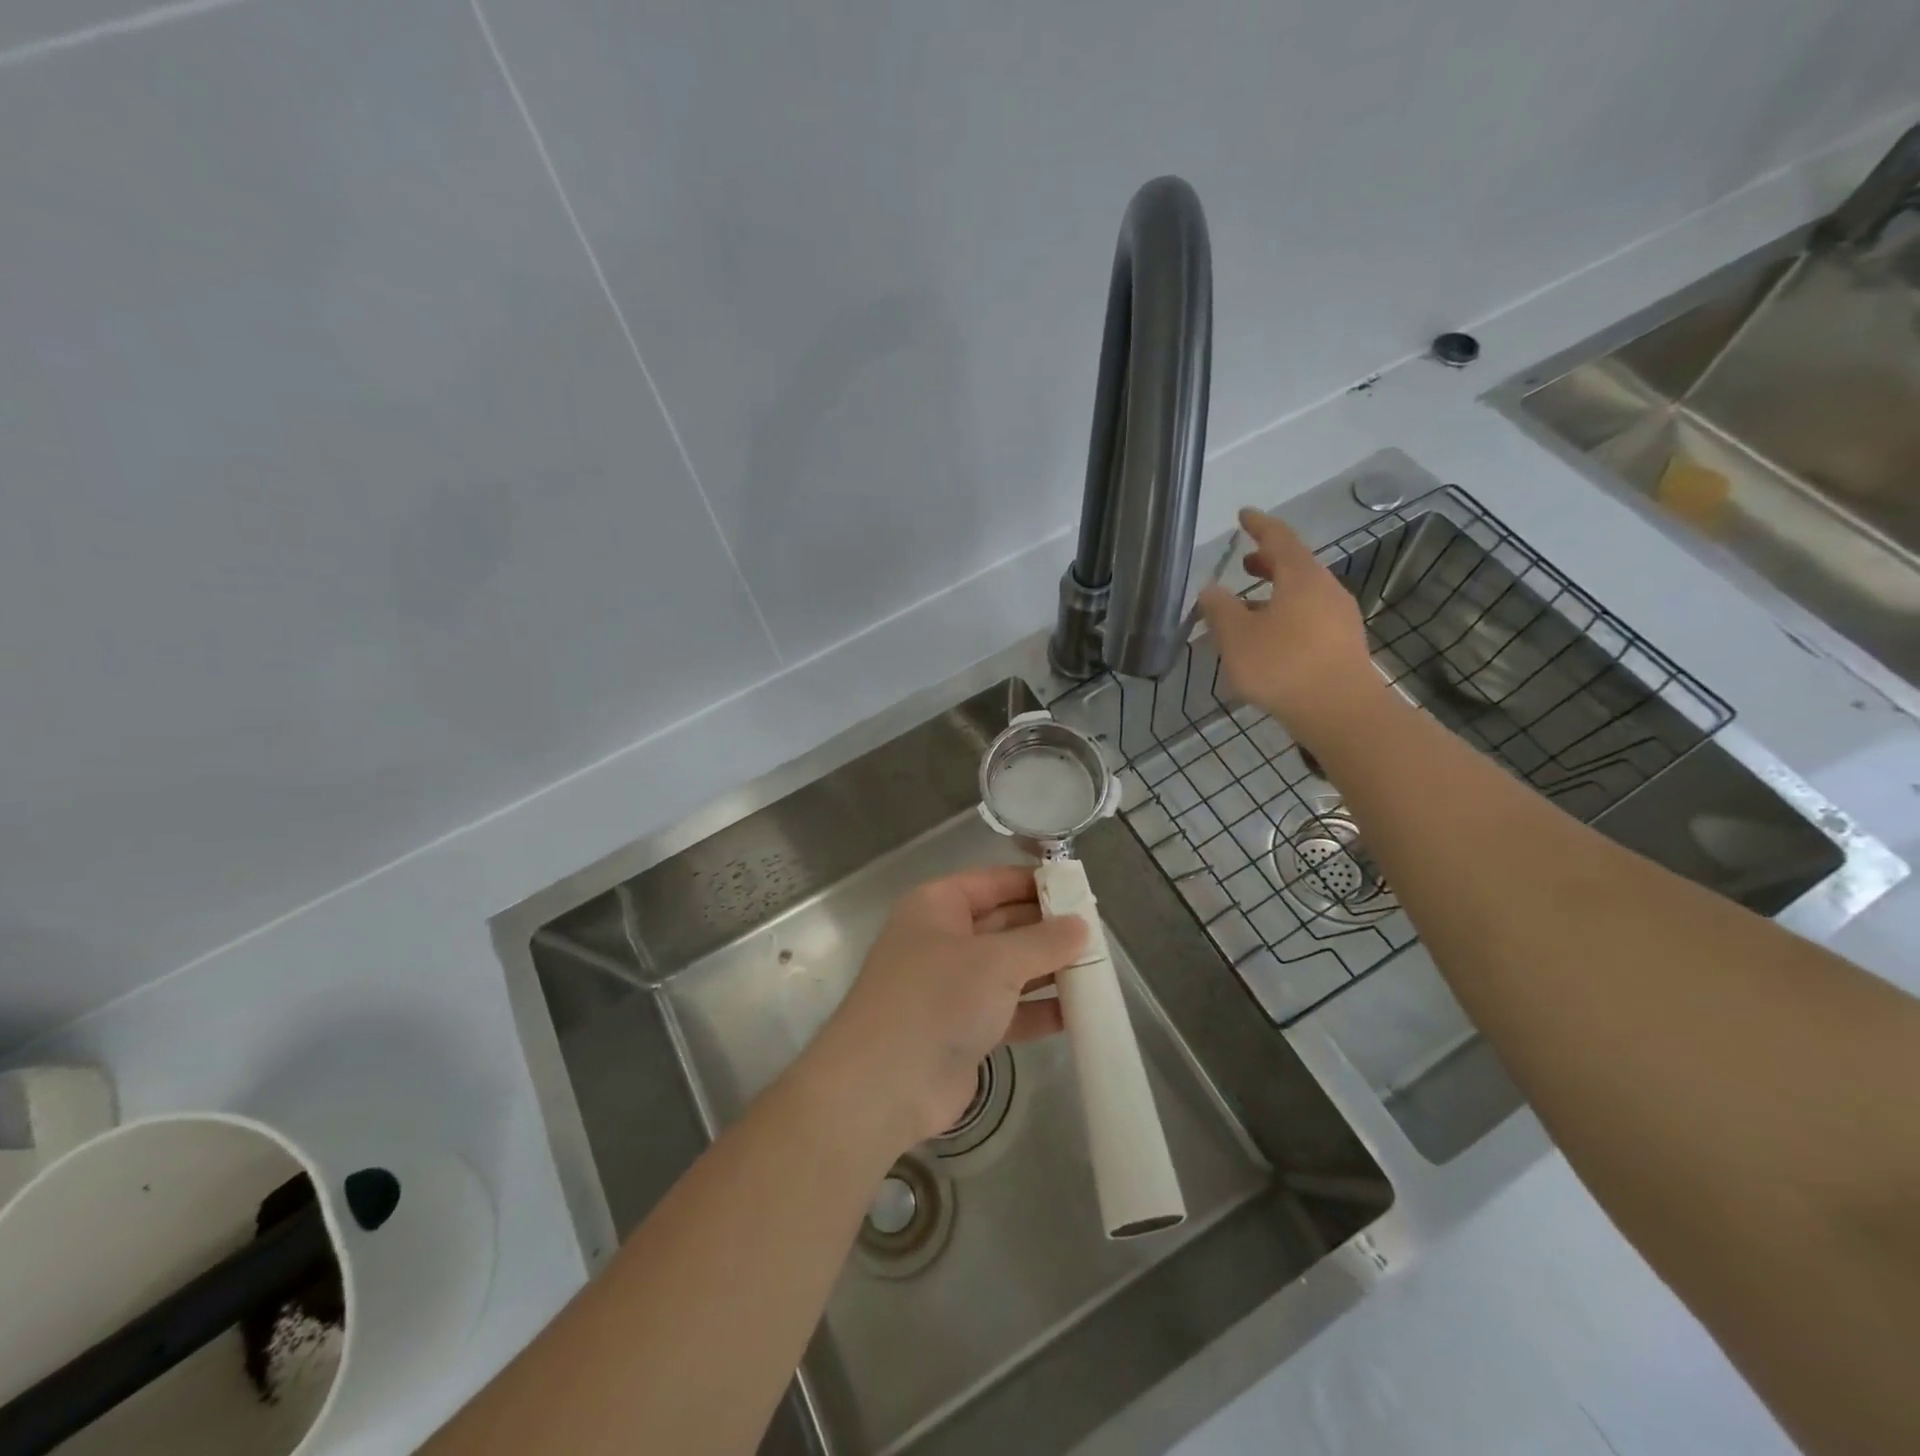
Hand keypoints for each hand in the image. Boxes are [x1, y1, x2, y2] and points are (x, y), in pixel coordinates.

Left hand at [806, 865, 1085, 1151]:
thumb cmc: (936, 1000)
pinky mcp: (963, 1028)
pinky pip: (1009, 1009)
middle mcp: (944, 939)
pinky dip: (1039, 1010)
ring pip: (1010, 968)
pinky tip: (1079, 1013)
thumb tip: (1081, 925)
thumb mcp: (995, 961)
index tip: (1081, 890)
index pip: (994, 881)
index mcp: (938, 906)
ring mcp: (952, 986)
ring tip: (1098, 971)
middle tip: (1099, 935)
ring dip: (1049, 971)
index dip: (1036, 883)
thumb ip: (1043, 941)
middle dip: (1049, 930)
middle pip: (1005, 924)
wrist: (883, 1086)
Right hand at [1197, 508, 1390, 751]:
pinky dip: (1286, 616)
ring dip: (1276, 594)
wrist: (1341, 712)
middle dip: (1268, 563)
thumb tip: (1211, 589)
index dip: (1259, 525)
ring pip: (1303, 595)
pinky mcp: (1343, 645)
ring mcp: (1339, 619)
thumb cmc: (1283, 665)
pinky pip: (1310, 618)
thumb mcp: (1237, 637)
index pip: (1279, 539)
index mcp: (1302, 578)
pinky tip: (1269, 639)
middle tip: (1244, 564)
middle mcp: (1326, 590)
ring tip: (1250, 607)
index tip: (1243, 515)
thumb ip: (1220, 609)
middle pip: (1296, 566)